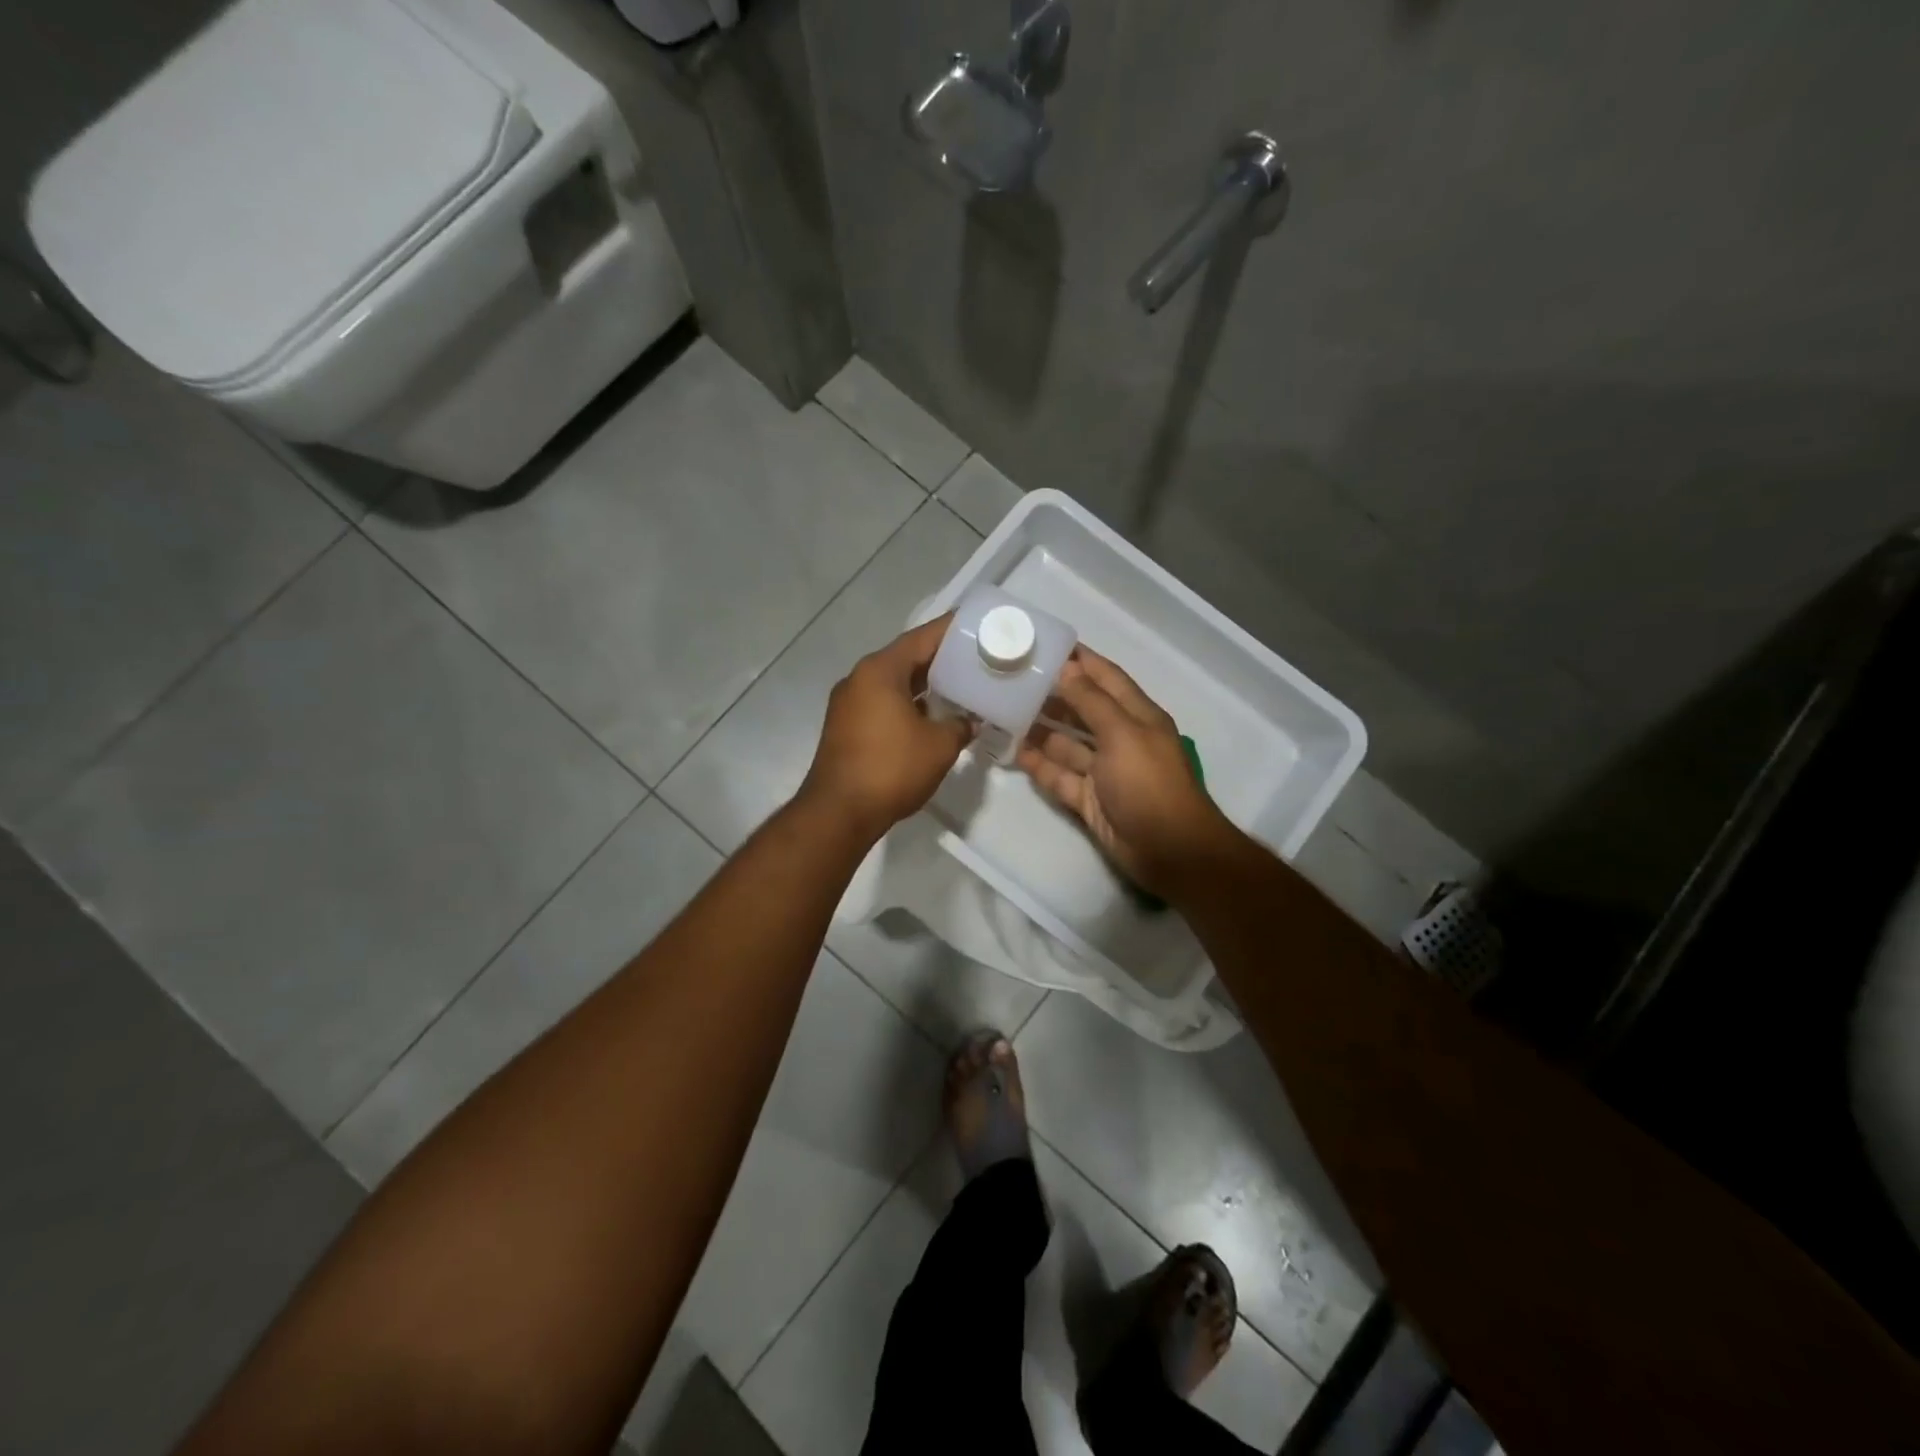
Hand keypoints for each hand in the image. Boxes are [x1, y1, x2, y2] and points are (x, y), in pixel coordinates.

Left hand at [800, 615, 972, 841]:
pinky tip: (932, 716)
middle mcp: (860, 678)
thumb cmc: (892, 768)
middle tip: (975, 658)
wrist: (839, 812)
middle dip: (941, 659)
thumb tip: (969, 721)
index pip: (922, 638)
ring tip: (960, 687)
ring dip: (924, 685)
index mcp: (880, 671)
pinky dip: (908, 704)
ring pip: (894, 683)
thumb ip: (960, 725)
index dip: (951, 630)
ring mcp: (848, 703)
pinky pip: (883, 703)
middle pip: (906, 658)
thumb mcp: (940, 745)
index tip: (977, 625)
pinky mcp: (845, 727)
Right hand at [1017, 647, 1240, 898]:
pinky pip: (1060, 776)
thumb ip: (1091, 701)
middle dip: (1052, 694)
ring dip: (1040, 730)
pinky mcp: (1089, 799)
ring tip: (1004, 712)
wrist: (1168, 850)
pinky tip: (1013, 752)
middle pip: (1082, 709)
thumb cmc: (1149, 783)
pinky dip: (1040, 765)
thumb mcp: (1122, 733)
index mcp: (1137, 716)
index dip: (1080, 660)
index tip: (1046, 644)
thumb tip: (1065, 668)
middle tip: (1013, 680)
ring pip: (1066, 744)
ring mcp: (1103, 771)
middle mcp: (1120, 738)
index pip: (1106, 677)